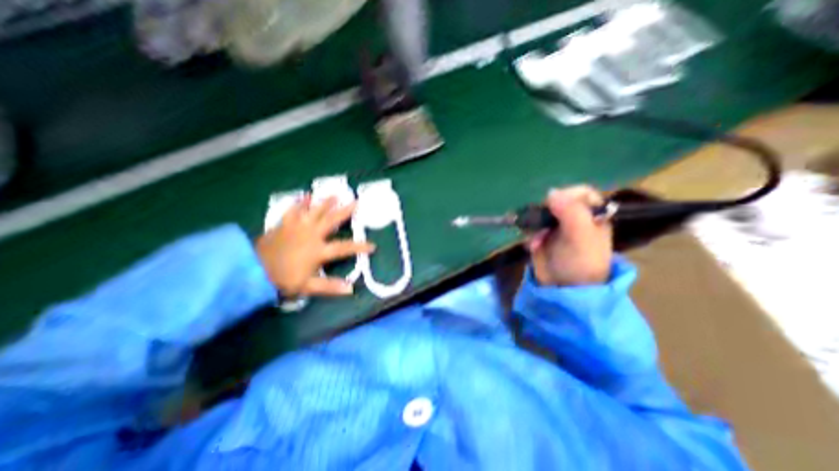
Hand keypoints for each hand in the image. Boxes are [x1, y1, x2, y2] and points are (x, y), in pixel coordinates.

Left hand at [255, 196, 375, 294]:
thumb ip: (330, 287)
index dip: (359, 247)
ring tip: (335, 194)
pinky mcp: (285, 224)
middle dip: (345, 211)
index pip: (344, 248)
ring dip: (326, 203)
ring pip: (315, 211)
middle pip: (331, 221)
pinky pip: (294, 210)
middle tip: (356, 202)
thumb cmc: (282, 279)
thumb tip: (351, 289)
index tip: (373, 246)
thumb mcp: (308, 286)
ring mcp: (297, 227)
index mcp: (318, 250)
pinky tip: (305, 196)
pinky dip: (300, 203)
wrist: (252, 270)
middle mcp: (311, 235)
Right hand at [526, 186, 614, 284]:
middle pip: (557, 201)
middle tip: (542, 225)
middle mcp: (575, 218)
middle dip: (545, 213)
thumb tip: (552, 192)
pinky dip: (530, 235)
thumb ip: (571, 213)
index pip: (581, 192)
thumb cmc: (580, 263)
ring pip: (541, 214)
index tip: (554, 206)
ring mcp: (557, 227)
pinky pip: (532, 227)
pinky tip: (533, 246)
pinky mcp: (542, 236)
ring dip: (535, 225)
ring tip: (537, 241)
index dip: (567, 195)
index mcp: (593, 215)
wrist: (564, 288)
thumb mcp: (581, 237)